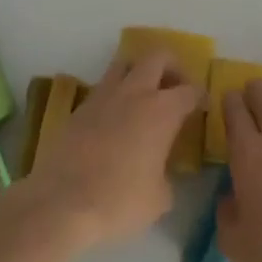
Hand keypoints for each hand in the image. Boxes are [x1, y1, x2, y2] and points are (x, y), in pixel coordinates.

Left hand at [24, 52, 201, 248]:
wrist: (60, 204)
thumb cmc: (119, 201)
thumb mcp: (160, 198)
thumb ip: (167, 176)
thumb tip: (161, 172)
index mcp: (161, 111)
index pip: (189, 90)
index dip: (200, 96)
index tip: (202, 106)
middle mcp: (133, 93)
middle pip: (156, 57)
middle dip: (171, 67)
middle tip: (175, 89)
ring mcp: (101, 97)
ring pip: (124, 64)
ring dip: (139, 73)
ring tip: (144, 98)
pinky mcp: (77, 109)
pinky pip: (102, 88)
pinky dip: (115, 95)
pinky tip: (116, 120)